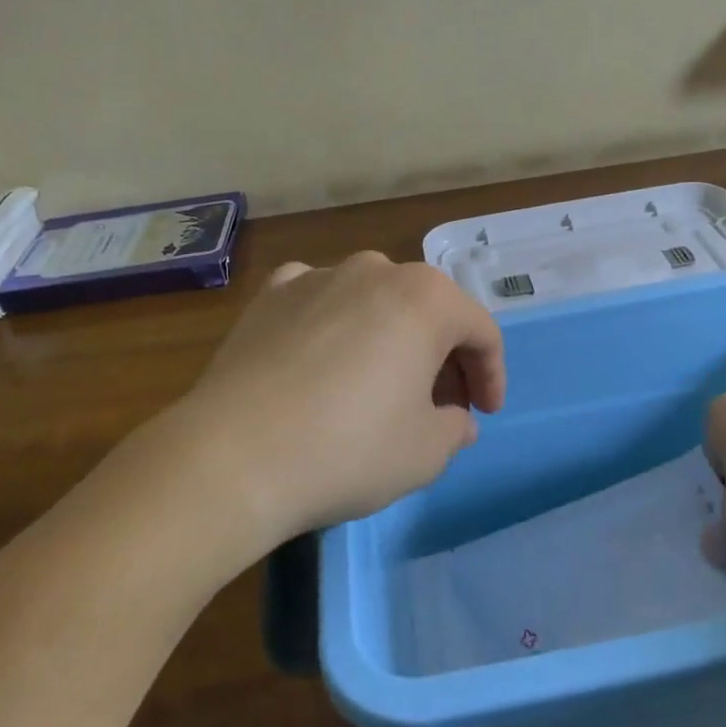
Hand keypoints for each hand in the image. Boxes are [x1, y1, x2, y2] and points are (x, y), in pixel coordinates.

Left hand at [168, 252, 505, 546]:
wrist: (234, 455)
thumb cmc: (349, 449)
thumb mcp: (425, 453)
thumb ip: (454, 428)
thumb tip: (455, 418)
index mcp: (426, 298)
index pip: (480, 331)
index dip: (491, 374)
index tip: (485, 413)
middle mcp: (374, 270)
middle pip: (427, 310)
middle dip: (443, 356)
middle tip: (440, 404)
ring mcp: (317, 276)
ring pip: (373, 301)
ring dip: (390, 337)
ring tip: (381, 383)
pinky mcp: (270, 295)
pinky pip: (318, 299)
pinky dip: (333, 322)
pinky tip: (324, 354)